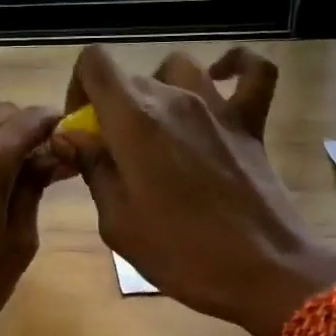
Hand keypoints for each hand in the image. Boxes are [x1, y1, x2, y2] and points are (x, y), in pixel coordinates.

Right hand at [54, 46, 335, 335]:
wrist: (263, 270)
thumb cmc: (181, 252)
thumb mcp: (117, 222)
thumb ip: (93, 169)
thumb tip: (72, 136)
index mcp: (134, 120)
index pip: (94, 64)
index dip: (78, 88)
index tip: (82, 129)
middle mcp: (174, 98)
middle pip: (130, 78)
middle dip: (112, 107)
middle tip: (115, 154)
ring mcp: (218, 106)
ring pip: (178, 68)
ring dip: (159, 89)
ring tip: (157, 126)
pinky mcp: (251, 121)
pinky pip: (252, 72)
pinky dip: (235, 67)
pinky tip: (220, 80)